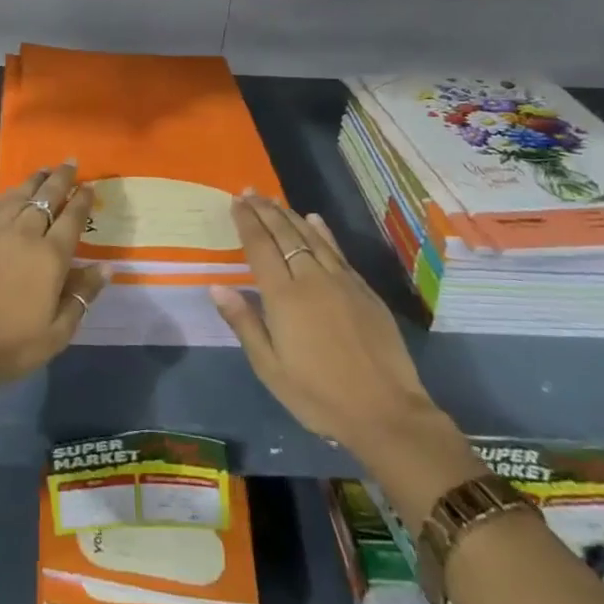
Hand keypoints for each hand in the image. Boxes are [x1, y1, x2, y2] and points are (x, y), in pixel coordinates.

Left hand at [0, 162, 108, 389]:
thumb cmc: (10, 346)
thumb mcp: (57, 332)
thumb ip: (82, 296)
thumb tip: (106, 267)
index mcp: (50, 257)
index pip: (72, 219)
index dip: (82, 200)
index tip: (90, 186)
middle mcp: (24, 234)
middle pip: (46, 197)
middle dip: (61, 179)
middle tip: (70, 163)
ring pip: (18, 196)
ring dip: (34, 181)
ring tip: (44, 170)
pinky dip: (8, 196)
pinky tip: (12, 194)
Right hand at [210, 195, 451, 461]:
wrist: (386, 412)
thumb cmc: (319, 395)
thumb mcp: (270, 369)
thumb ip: (244, 323)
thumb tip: (218, 286)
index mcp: (283, 297)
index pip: (260, 247)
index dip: (246, 221)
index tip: (235, 201)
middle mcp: (311, 278)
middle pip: (284, 234)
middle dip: (264, 210)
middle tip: (250, 191)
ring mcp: (341, 281)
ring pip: (311, 236)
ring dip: (289, 215)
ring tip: (274, 200)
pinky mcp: (364, 290)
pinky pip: (337, 250)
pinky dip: (322, 231)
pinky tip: (315, 220)